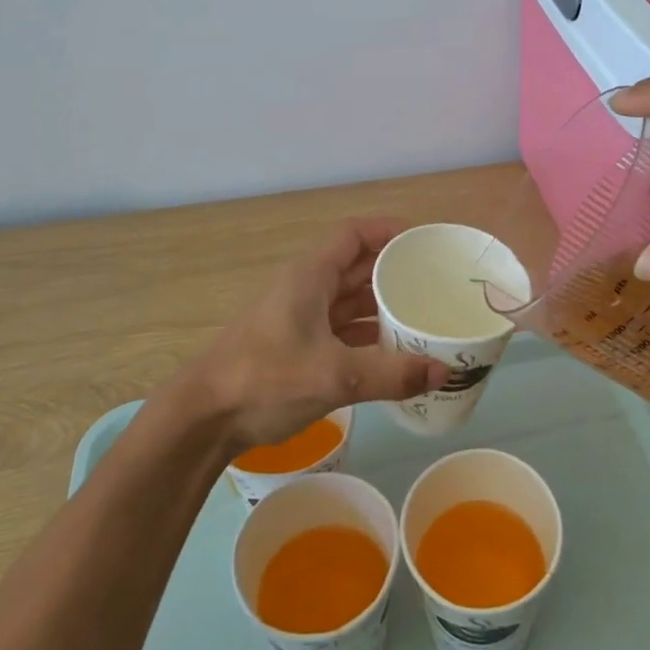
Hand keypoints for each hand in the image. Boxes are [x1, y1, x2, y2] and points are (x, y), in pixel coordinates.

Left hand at [157, 218, 447, 450]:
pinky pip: (342, 330)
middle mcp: (306, 289)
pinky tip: (396, 352)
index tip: (424, 241)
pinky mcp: (297, 347)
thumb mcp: (334, 374)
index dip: (389, 230)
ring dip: (384, 306)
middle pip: (357, 266)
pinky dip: (369, 335)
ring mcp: (300, 319)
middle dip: (395, 271)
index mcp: (310, 276)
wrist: (204, 418)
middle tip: (437, 282)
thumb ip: (391, 373)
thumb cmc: (265, 379)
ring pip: (350, 301)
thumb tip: (445, 370)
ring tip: (425, 315)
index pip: (354, 234)